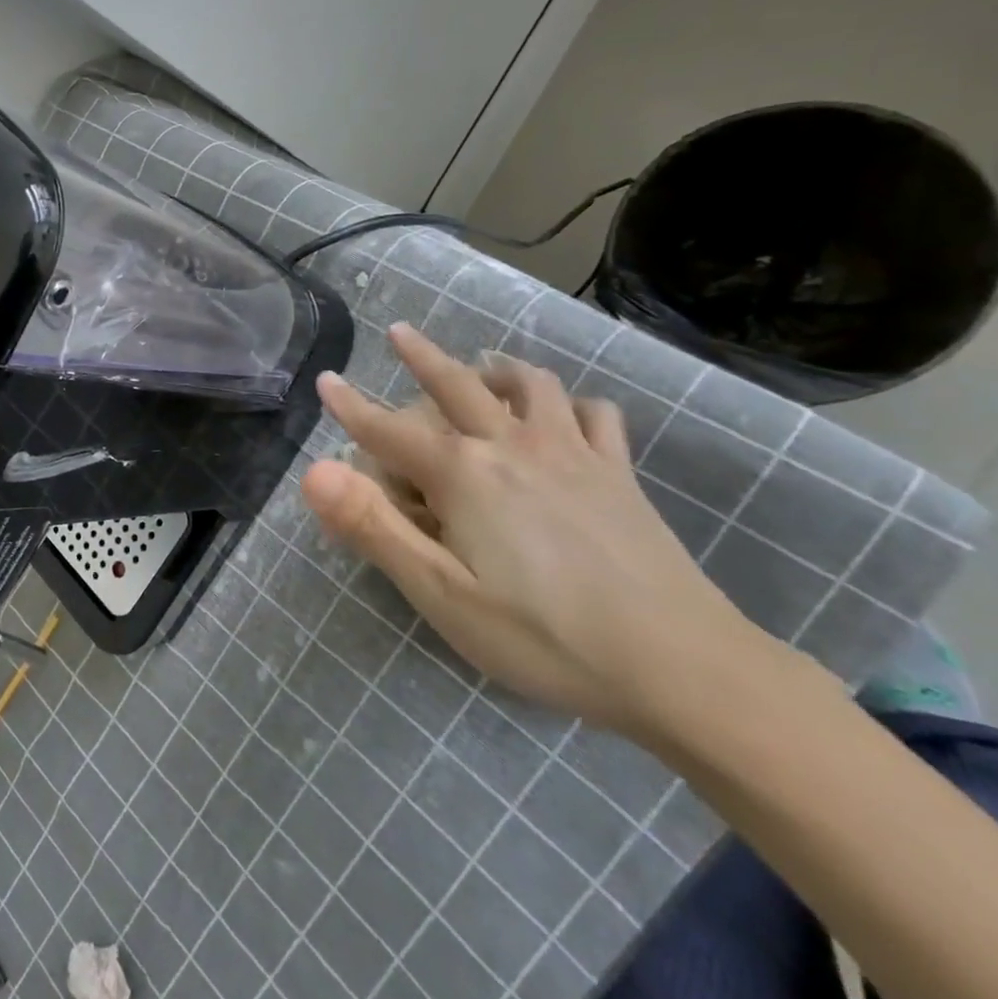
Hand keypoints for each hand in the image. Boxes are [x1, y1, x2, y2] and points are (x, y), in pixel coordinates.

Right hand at [302, 323, 761, 735]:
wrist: (682, 665)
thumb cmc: (544, 636)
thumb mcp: (441, 593)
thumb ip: (374, 527)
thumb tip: (315, 470)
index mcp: (464, 474)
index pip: (389, 431)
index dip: (351, 407)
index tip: (326, 380)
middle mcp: (512, 445)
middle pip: (457, 385)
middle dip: (422, 357)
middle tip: (400, 332)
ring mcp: (572, 453)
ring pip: (531, 385)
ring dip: (497, 368)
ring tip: (483, 365)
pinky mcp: (618, 474)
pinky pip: (594, 414)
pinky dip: (570, 402)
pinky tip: (565, 413)